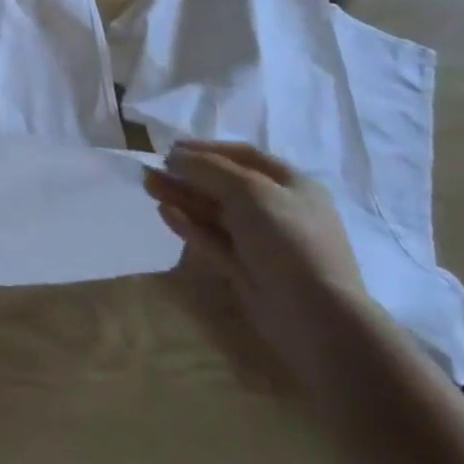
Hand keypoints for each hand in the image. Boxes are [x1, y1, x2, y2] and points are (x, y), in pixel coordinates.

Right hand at [145, 140, 371, 384]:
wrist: (315, 316)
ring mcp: (261, 242)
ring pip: (214, 212)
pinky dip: (189, 224)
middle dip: (188, 175)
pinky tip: (165, 212)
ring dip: (182, 197)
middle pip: (224, 185)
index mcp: (292, 185)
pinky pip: (212, 239)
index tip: (172, 148)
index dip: (207, 149)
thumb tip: (175, 157)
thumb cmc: (287, 239)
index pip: (244, 156)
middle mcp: (278, 210)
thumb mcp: (248, 190)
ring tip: (148, 185)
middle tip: (152, 169)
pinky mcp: (245, 269)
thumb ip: (208, 168)